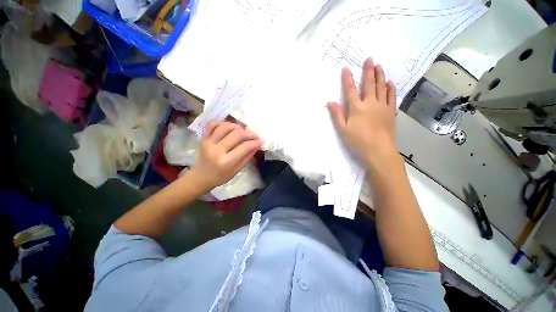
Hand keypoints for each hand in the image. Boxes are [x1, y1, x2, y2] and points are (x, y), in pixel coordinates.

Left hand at [188, 121, 261, 189]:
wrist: (200, 177)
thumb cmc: (220, 176)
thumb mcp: (236, 170)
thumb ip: (247, 157)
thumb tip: (256, 145)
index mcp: (226, 161)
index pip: (244, 147)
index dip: (255, 142)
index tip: (261, 140)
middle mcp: (217, 150)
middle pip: (236, 134)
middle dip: (249, 133)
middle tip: (254, 135)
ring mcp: (208, 142)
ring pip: (225, 127)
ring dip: (237, 126)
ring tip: (242, 130)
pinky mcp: (203, 138)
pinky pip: (212, 125)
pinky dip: (222, 122)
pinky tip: (229, 126)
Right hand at [327, 58, 398, 171]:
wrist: (378, 150)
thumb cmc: (358, 141)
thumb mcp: (343, 130)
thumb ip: (336, 115)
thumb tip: (330, 102)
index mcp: (356, 108)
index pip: (350, 90)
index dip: (347, 79)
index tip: (345, 68)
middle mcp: (370, 103)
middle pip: (369, 84)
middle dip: (368, 71)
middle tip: (369, 59)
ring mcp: (382, 106)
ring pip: (381, 87)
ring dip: (380, 75)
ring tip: (379, 65)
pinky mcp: (390, 111)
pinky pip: (391, 96)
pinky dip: (391, 88)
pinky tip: (390, 82)